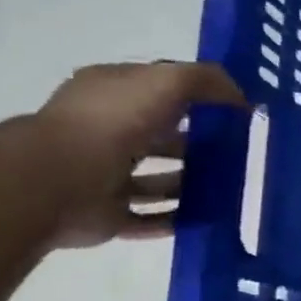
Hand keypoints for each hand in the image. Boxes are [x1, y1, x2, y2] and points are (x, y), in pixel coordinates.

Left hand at [33, 62, 246, 248]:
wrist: (57, 182)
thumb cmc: (112, 123)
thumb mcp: (167, 82)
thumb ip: (206, 81)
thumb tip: (241, 99)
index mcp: (109, 95)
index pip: (158, 90)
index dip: (197, 96)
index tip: (237, 112)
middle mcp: (103, 132)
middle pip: (161, 137)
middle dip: (199, 145)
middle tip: (243, 154)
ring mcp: (102, 175)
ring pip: (157, 179)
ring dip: (191, 183)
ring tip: (233, 188)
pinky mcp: (106, 214)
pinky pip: (150, 217)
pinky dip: (176, 218)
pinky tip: (210, 217)